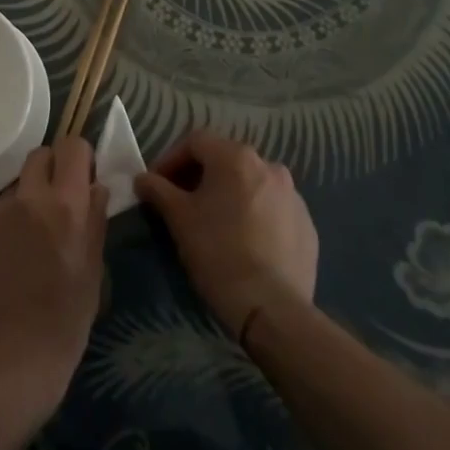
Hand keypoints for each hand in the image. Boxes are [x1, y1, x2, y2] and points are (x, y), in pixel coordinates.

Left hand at [0, 137, 107, 431]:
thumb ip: (95, 220)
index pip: (71, 146)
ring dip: (24, 204)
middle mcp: (25, 198)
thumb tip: (96, 187)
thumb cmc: (63, 323)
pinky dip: (0, 230)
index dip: (79, 157)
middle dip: (51, 171)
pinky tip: (2, 265)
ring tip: (26, 247)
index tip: (83, 177)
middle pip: (38, 156)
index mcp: (64, 205)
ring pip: (13, 189)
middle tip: (56, 206)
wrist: (7, 365)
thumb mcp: (93, 272)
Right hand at [134, 130, 317, 338]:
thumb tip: (143, 179)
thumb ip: (158, 190)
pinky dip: (254, 215)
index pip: (195, 142)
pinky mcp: (307, 225)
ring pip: (251, 184)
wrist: (272, 308)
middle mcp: (268, 166)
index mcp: (236, 157)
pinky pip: (272, 209)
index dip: (171, 159)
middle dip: (199, 176)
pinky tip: (244, 241)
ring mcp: (292, 195)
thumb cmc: (218, 253)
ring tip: (214, 222)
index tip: (156, 184)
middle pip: (225, 160)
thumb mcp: (179, 219)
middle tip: (181, 202)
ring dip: (229, 194)